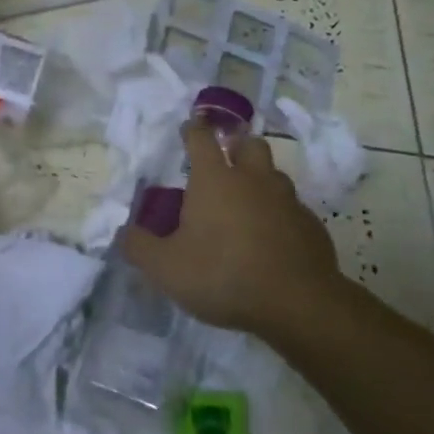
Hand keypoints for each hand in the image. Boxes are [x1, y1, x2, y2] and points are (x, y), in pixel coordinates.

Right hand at [123, 123, 342, 335]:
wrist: (297, 304)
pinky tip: (272, 237)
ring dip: (260, 179)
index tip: (188, 129)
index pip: (201, 138)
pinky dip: (280, 214)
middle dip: (236, 145)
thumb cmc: (223, 275)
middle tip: (224, 161)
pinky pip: (292, 208)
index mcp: (215, 179)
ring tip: (247, 201)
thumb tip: (123, 233)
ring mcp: (286, 200)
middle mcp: (253, 179)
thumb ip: (139, 246)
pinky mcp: (310, 225)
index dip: (192, 130)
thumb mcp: (166, 268)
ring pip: (274, 174)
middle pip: (248, 144)